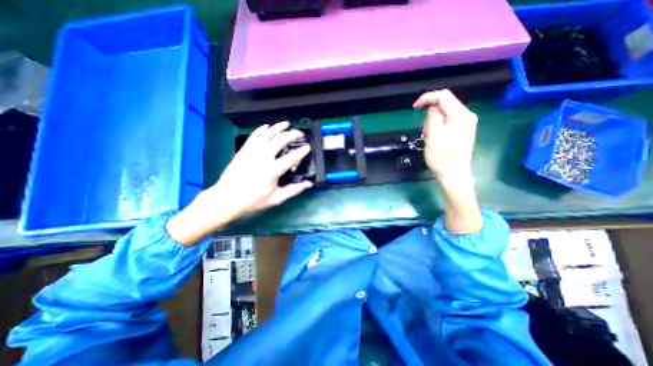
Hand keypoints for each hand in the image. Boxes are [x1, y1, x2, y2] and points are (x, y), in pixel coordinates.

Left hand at [166, 121, 311, 246]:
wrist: (227, 198)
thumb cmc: (254, 200)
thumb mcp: (276, 198)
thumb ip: (294, 190)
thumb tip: (309, 184)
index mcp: (273, 170)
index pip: (292, 157)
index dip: (302, 151)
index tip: (308, 147)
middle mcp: (264, 157)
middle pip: (281, 139)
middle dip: (293, 134)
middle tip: (300, 134)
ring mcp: (252, 151)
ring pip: (268, 134)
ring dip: (279, 127)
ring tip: (287, 123)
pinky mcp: (244, 150)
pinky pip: (254, 135)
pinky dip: (261, 129)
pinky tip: (267, 126)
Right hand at [412, 88, 477, 180]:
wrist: (454, 175)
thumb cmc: (442, 158)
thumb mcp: (433, 136)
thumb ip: (433, 117)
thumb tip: (432, 108)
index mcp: (461, 115)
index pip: (443, 96)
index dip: (427, 98)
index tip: (414, 107)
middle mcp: (467, 116)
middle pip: (445, 104)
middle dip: (430, 114)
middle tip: (425, 131)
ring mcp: (466, 123)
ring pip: (445, 114)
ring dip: (433, 122)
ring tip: (430, 137)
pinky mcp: (463, 130)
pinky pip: (447, 121)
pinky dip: (438, 127)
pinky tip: (435, 138)